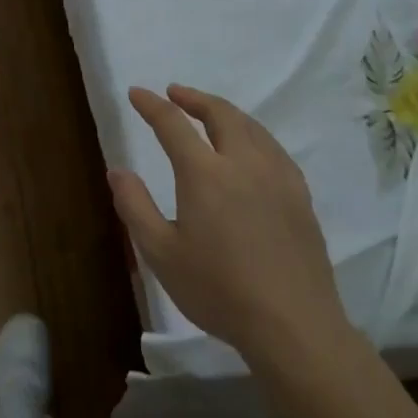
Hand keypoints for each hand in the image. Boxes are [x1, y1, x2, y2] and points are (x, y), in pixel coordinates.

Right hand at [109, 84, 353, 360]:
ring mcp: (277, 177)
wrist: (293, 324)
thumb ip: (135, 206)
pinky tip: (251, 148)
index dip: (152, 106)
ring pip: (251, 127)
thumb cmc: (218, 290)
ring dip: (225, 112)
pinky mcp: (299, 196)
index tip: (137, 93)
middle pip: (220, 114)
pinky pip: (273, 148)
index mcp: (204, 173)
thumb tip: (117, 170)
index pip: (173, 124)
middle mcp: (243, 163)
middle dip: (194, 98)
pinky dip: (253, 134)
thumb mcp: (161, 253)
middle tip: (175, 93)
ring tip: (210, 113)